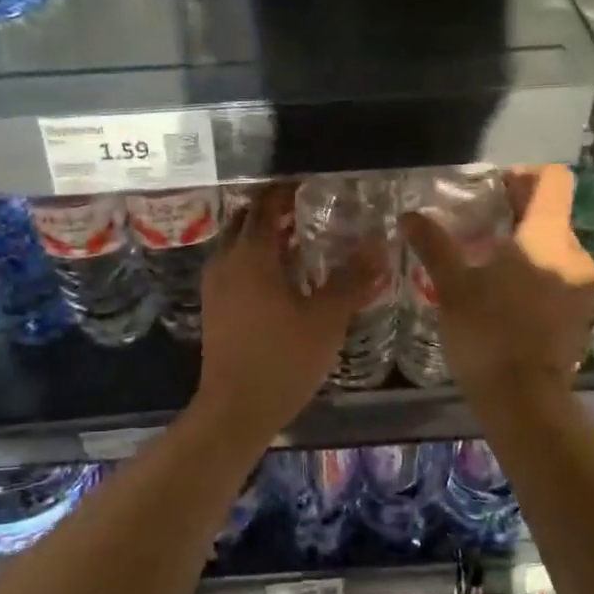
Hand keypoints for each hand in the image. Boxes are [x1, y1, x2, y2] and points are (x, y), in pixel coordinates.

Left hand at [194, 184, 386, 437]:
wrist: (235, 409)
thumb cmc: (283, 359)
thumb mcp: (327, 318)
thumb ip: (353, 279)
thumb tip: (379, 245)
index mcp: (252, 255)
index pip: (266, 204)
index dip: (287, 190)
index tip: (312, 185)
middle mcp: (226, 261)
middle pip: (247, 219)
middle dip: (274, 209)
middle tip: (308, 209)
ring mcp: (215, 285)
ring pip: (238, 243)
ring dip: (264, 235)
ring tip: (299, 239)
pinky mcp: (214, 307)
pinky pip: (234, 266)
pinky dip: (255, 258)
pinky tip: (282, 277)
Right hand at [400, 166, 593, 404]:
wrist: (525, 402)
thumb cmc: (488, 335)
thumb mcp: (454, 287)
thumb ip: (434, 245)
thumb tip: (410, 215)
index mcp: (548, 237)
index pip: (553, 181)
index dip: (524, 174)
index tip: (495, 188)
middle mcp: (574, 255)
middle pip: (551, 215)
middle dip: (516, 215)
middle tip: (477, 229)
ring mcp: (582, 287)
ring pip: (553, 248)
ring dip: (524, 248)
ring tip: (486, 265)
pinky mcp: (580, 314)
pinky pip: (558, 277)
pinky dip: (535, 274)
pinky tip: (504, 296)